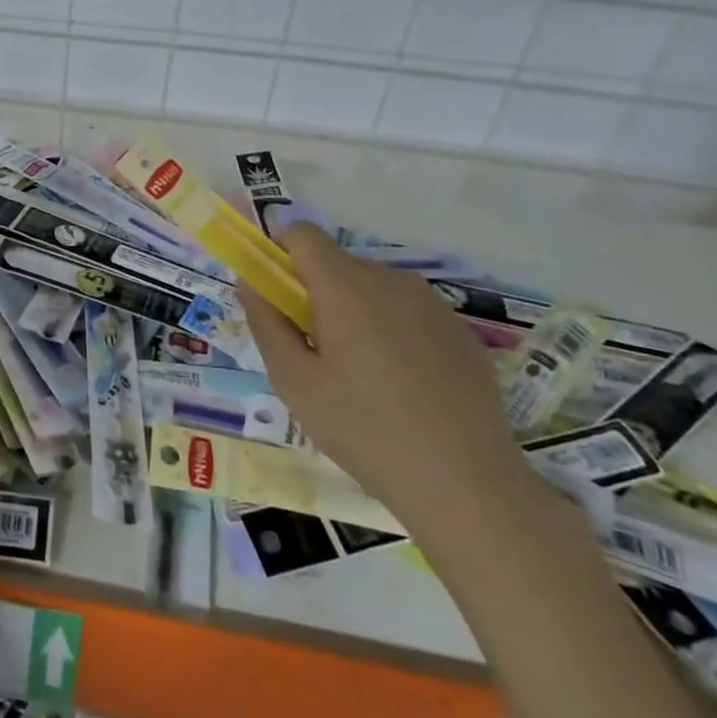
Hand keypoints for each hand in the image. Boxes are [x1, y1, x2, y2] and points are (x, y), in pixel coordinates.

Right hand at [238, 223, 528, 532]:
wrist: (466, 484)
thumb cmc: (363, 428)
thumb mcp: (294, 381)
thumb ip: (266, 322)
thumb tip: (250, 282)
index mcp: (345, 285)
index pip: (301, 233)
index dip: (279, 252)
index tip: (275, 294)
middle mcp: (390, 279)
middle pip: (337, 263)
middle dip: (315, 292)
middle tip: (312, 350)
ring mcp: (432, 304)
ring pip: (374, 288)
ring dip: (354, 312)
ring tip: (359, 375)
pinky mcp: (461, 332)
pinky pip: (409, 314)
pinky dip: (392, 332)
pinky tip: (402, 388)